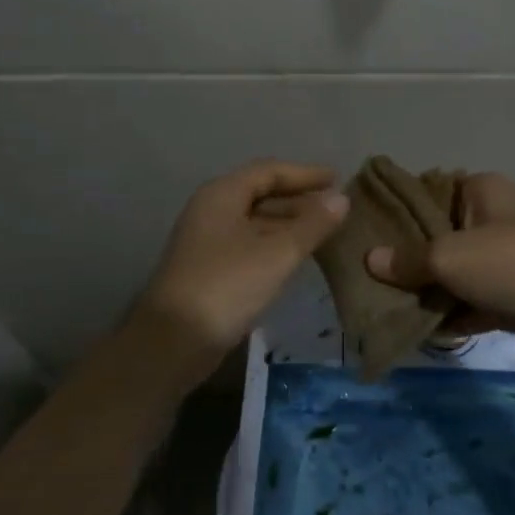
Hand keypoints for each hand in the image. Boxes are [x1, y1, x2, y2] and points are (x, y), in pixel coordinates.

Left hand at [132, 160, 348, 387]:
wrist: (172, 342)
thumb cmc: (227, 286)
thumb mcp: (277, 253)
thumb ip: (312, 225)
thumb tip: (342, 199)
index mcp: (222, 195)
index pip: (268, 171)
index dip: (304, 174)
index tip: (337, 178)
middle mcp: (211, 211)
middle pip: (261, 194)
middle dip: (299, 200)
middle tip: (335, 208)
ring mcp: (207, 241)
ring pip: (255, 222)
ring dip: (289, 224)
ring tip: (324, 232)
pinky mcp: (209, 269)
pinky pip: (249, 244)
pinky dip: (275, 245)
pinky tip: (297, 258)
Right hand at [364, 173, 514, 351]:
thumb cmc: (513, 262)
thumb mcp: (451, 256)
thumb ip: (409, 260)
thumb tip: (371, 261)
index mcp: (479, 190)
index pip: (427, 194)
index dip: (396, 214)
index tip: (363, 235)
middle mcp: (491, 218)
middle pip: (437, 236)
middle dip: (406, 260)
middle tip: (367, 278)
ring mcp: (503, 259)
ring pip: (453, 273)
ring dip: (427, 291)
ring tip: (383, 307)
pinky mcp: (511, 294)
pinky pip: (470, 301)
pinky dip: (450, 315)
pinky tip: (417, 330)